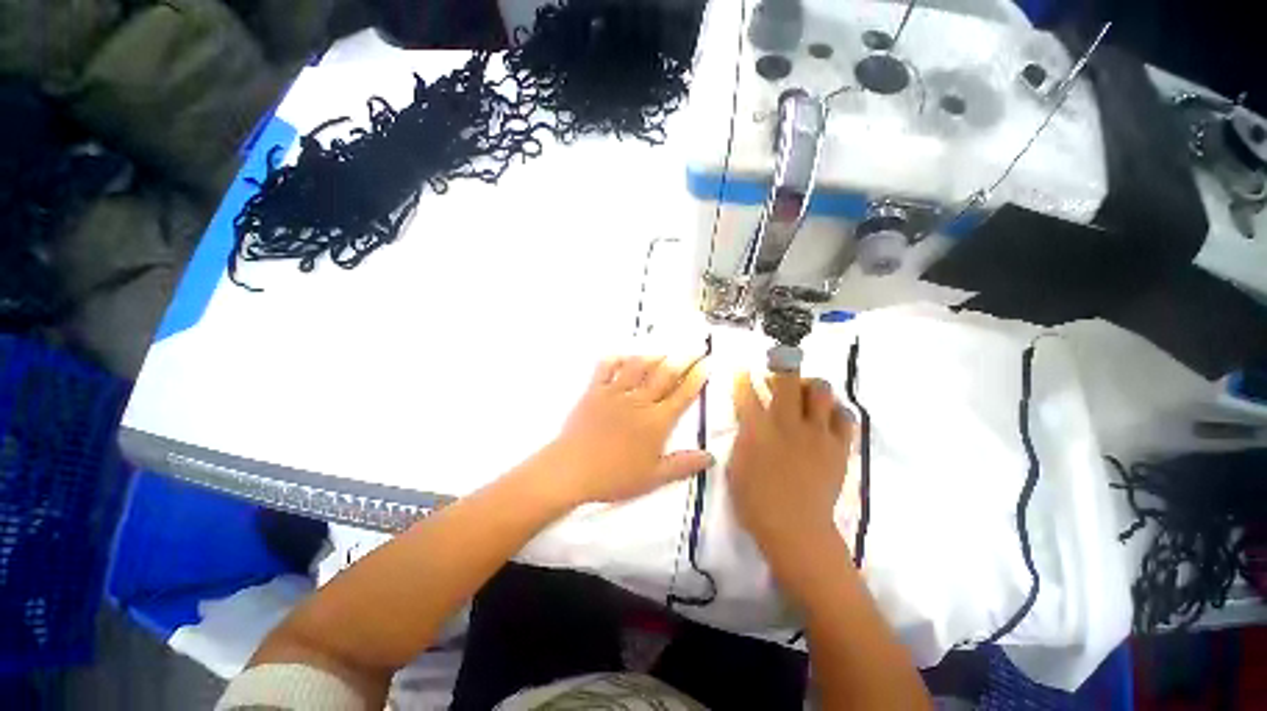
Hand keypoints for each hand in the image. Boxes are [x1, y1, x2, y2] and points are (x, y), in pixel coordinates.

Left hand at [547, 354, 711, 504]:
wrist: (573, 470)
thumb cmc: (615, 477)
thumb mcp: (653, 477)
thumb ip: (683, 465)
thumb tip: (711, 457)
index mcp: (656, 422)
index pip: (682, 396)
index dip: (697, 379)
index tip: (707, 363)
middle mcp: (639, 401)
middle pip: (665, 375)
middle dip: (683, 360)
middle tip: (695, 348)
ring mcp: (615, 393)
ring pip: (638, 367)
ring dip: (653, 356)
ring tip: (664, 350)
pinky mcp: (595, 391)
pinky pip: (606, 368)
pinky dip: (616, 359)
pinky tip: (624, 355)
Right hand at [728, 371, 852, 564]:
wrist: (796, 529)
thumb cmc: (756, 499)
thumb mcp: (736, 464)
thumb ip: (744, 434)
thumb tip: (750, 416)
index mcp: (758, 428)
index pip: (747, 391)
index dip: (743, 378)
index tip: (743, 372)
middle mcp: (788, 423)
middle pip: (788, 378)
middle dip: (781, 366)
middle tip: (777, 374)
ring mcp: (817, 433)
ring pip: (821, 390)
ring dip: (809, 385)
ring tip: (803, 394)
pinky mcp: (838, 447)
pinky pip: (845, 415)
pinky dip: (835, 410)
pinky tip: (826, 417)